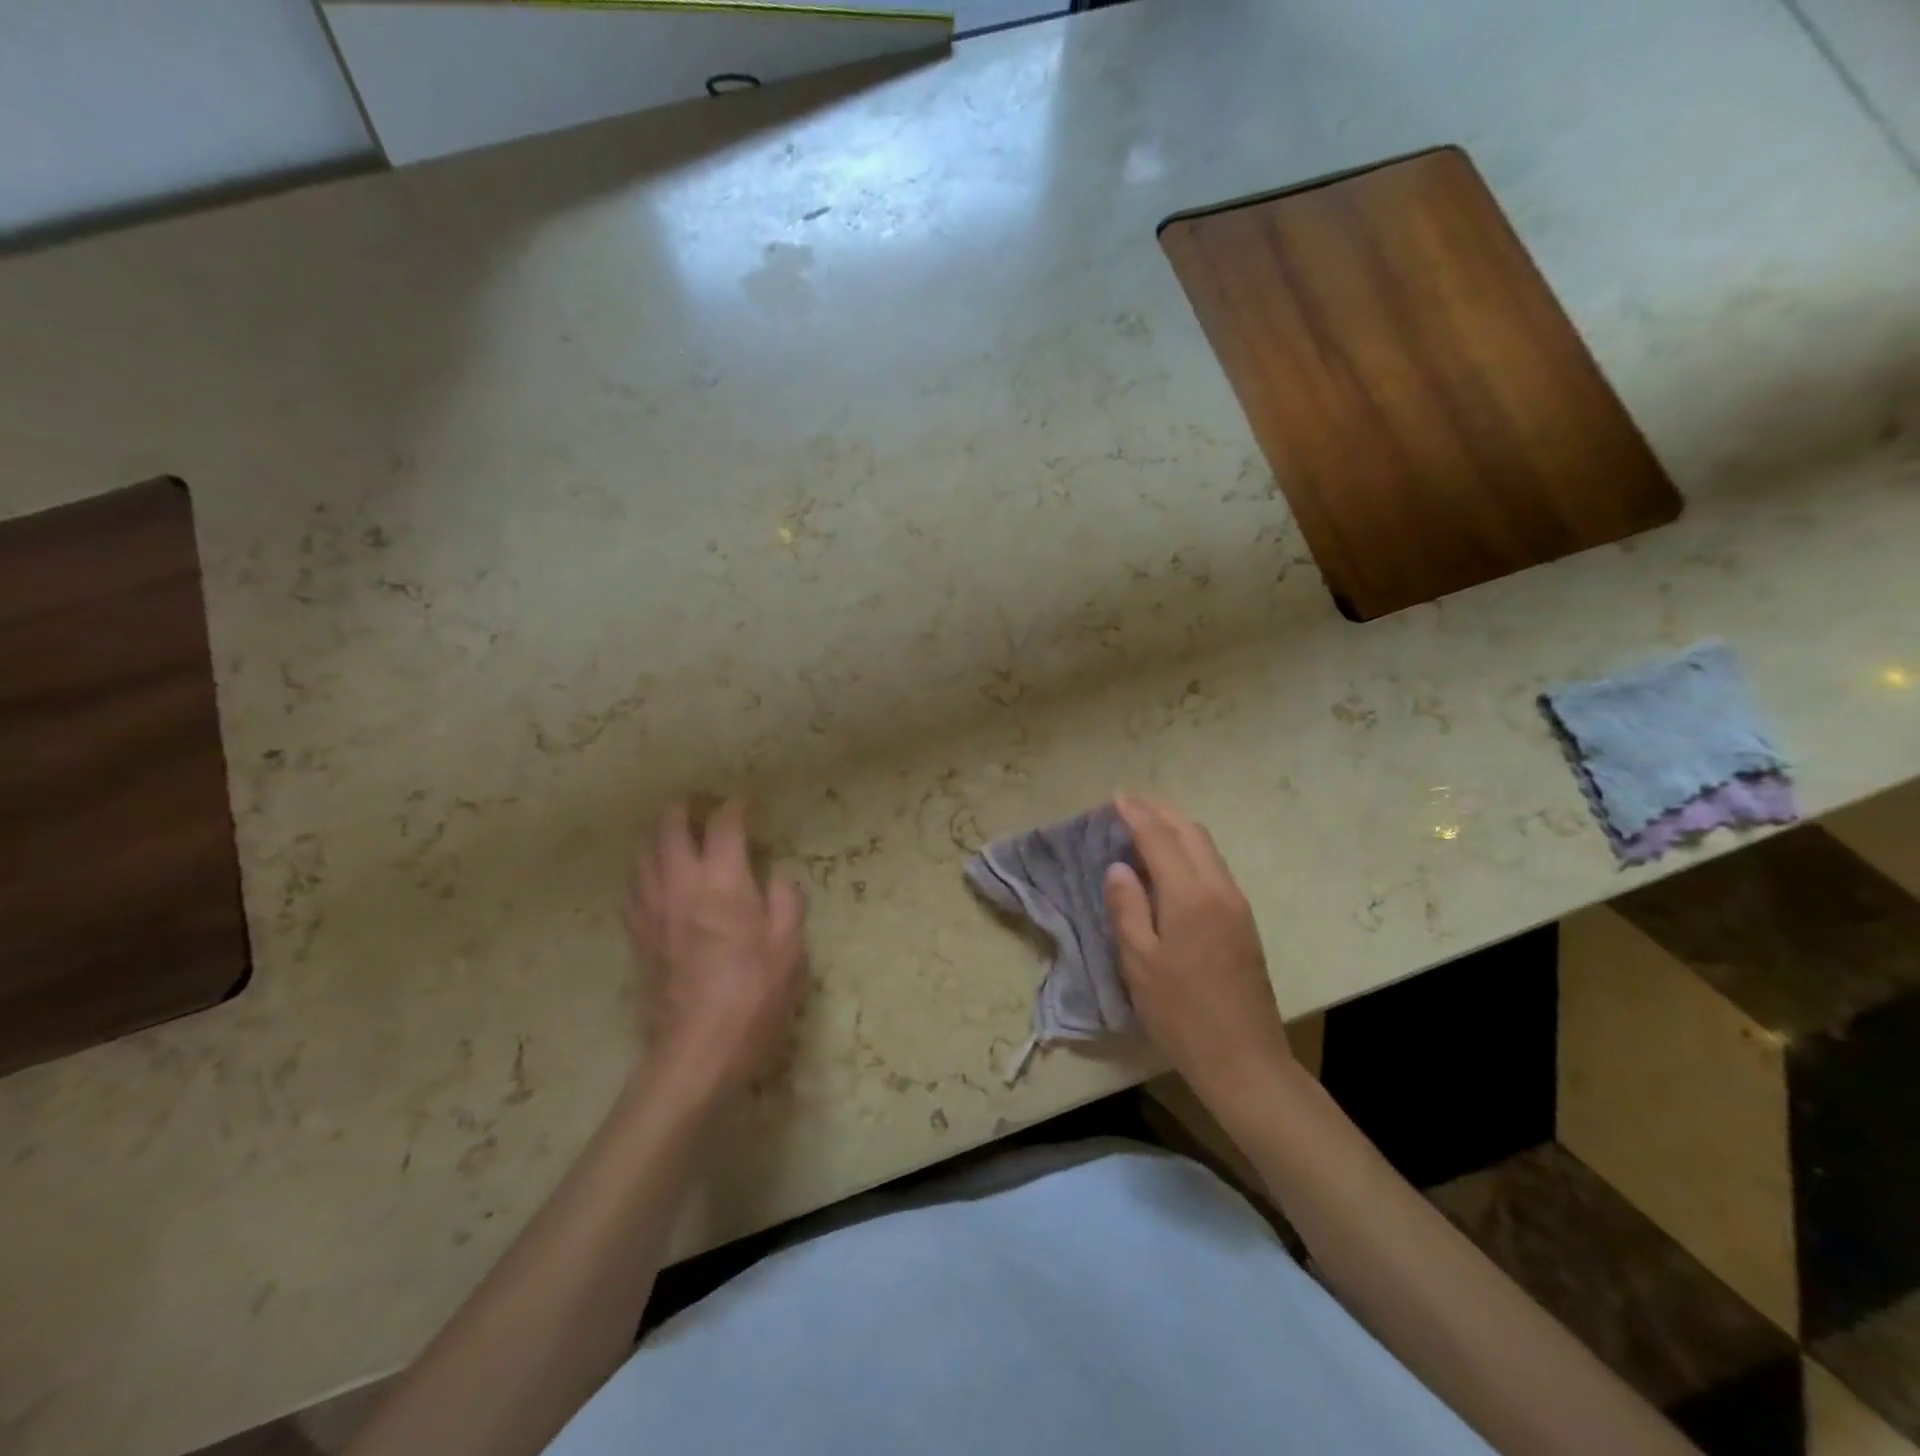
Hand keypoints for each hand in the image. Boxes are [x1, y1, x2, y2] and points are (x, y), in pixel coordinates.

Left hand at [625, 799, 806, 1099]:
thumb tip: (775, 874)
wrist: (698, 1049)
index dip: (735, 808)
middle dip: (682, 808)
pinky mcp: (637, 935)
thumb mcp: (790, 947)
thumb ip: (786, 900)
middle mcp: (680, 885)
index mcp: (722, 882)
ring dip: (657, 835)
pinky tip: (656, 877)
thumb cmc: (753, 995)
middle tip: (698, 805)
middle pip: (668, 827)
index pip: (723, 825)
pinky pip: (633, 887)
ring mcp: (652, 909)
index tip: (746, 805)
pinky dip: (644, 869)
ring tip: (673, 833)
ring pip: (642, 853)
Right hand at [1104, 794, 1292, 1104]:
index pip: (1160, 839)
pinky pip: (1214, 867)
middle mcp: (1219, 889)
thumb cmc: (1181, 1013)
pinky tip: (1171, 862)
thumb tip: (1119, 866)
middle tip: (1130, 804)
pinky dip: (1190, 850)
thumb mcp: (1139, 962)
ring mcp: (1237, 904)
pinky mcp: (1243, 921)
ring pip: (1207, 847)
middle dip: (1160, 811)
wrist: (1243, 1058)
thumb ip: (1127, 908)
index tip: (1116, 798)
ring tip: (1147, 825)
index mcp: (1190, 896)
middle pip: (1191, 832)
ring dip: (1177, 828)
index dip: (1136, 815)